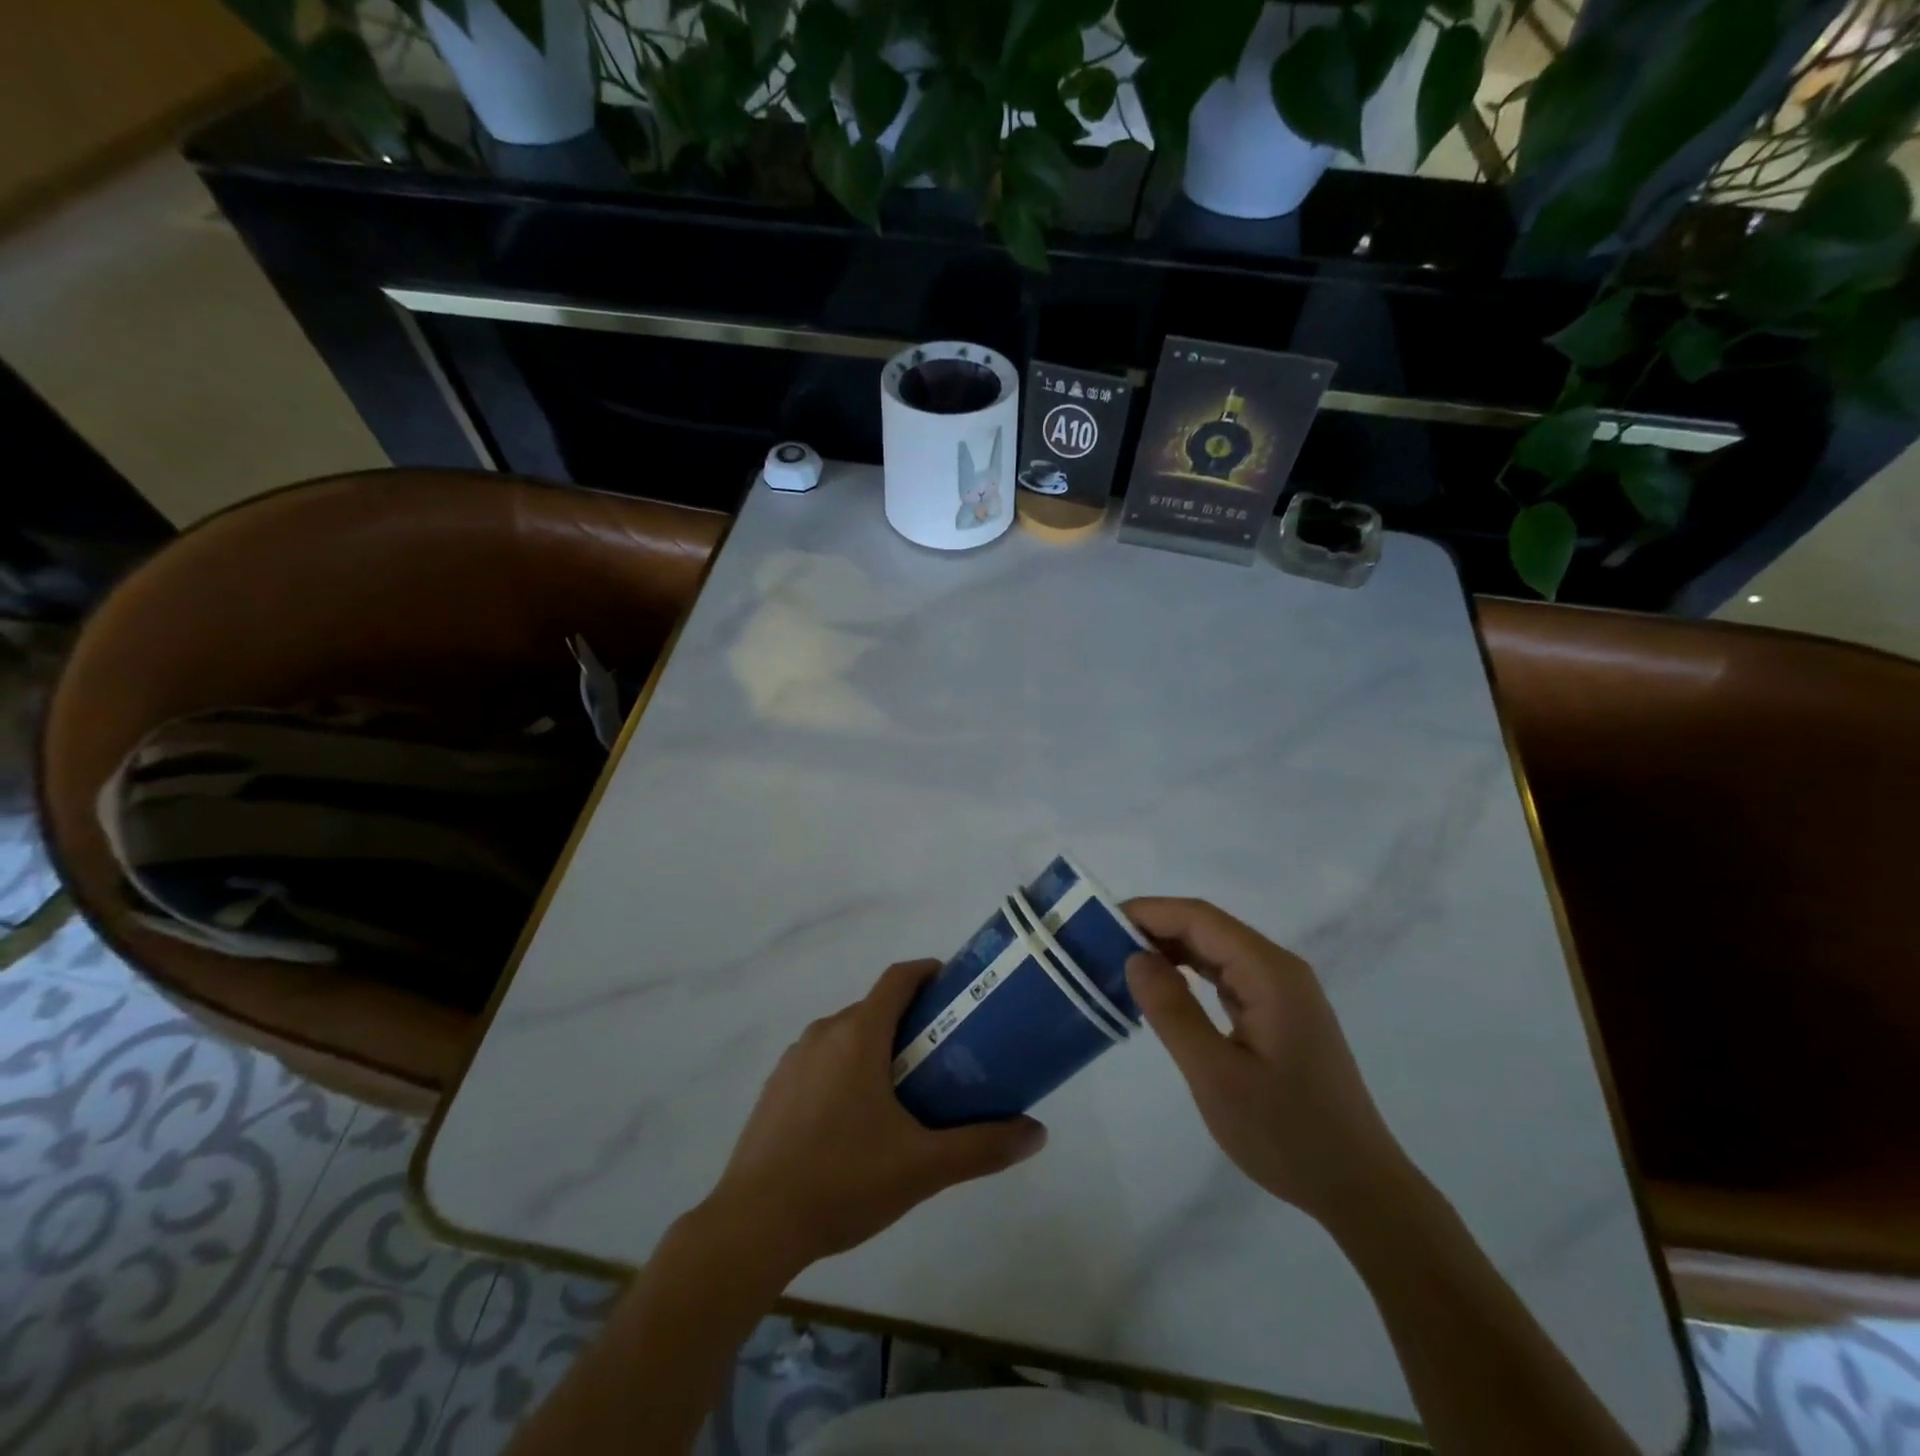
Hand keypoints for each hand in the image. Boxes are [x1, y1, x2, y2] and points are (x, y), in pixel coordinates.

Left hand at [706, 960, 1047, 1273]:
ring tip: (905, 1089)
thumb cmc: (843, 1181)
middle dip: (910, 1020)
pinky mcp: (775, 1089)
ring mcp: (794, 1060)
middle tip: (943, 1052)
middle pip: (875, 1008)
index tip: (954, 987)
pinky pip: (821, 1061)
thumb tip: (1038, 1134)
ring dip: (877, 1046)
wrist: (753, 1225)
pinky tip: (856, 1120)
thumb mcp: (922, 1167)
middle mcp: (824, 1034)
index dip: (927, 973)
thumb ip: (982, 1147)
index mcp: (858, 1035)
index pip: (897, 979)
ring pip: (846, 1035)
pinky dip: (846, 1069)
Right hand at [1123, 898, 1408, 1228]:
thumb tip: (1134, 957)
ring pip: (1216, 949)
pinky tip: (1162, 988)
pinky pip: (1226, 975)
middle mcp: (1278, 969)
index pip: (1199, 918)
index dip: (1148, 911)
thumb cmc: (1286, 1134)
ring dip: (1169, 949)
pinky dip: (1189, 973)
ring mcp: (1282, 991)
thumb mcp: (1216, 1076)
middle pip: (1207, 928)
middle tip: (1100, 945)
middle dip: (1153, 928)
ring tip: (1120, 962)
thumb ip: (1172, 1011)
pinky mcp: (1279, 1012)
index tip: (1099, 922)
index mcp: (1269, 973)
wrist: (1359, 1188)